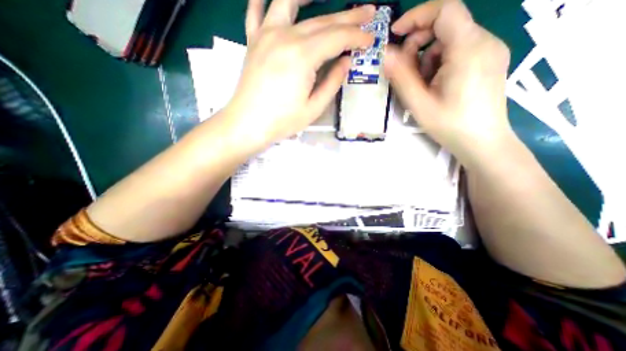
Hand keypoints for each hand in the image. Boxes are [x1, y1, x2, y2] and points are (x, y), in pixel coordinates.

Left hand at [224, 0, 372, 147]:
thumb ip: (332, 82)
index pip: (337, 38)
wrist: (247, 124)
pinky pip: (256, 10)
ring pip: (289, 2)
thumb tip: (346, 61)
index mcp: (303, 56)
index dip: (357, 37)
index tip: (370, 39)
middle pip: (322, 20)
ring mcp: (265, 35)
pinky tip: (274, 0)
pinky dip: (264, 0)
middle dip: (348, 17)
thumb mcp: (314, 108)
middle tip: (367, 12)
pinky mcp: (253, 41)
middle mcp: (285, 36)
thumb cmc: (282, 121)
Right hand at [387, 0, 512, 167]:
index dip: (416, 17)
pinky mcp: (490, 60)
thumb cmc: (449, 125)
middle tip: (406, 70)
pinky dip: (441, 62)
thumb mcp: (419, 103)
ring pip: (451, 40)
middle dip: (419, 43)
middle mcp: (485, 41)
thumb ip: (401, 76)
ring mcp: (490, 50)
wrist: (482, 142)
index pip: (445, 10)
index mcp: (468, 49)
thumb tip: (386, 53)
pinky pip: (460, 50)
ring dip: (429, 57)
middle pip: (447, 25)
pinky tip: (436, 84)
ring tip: (422, 84)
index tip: (395, 35)